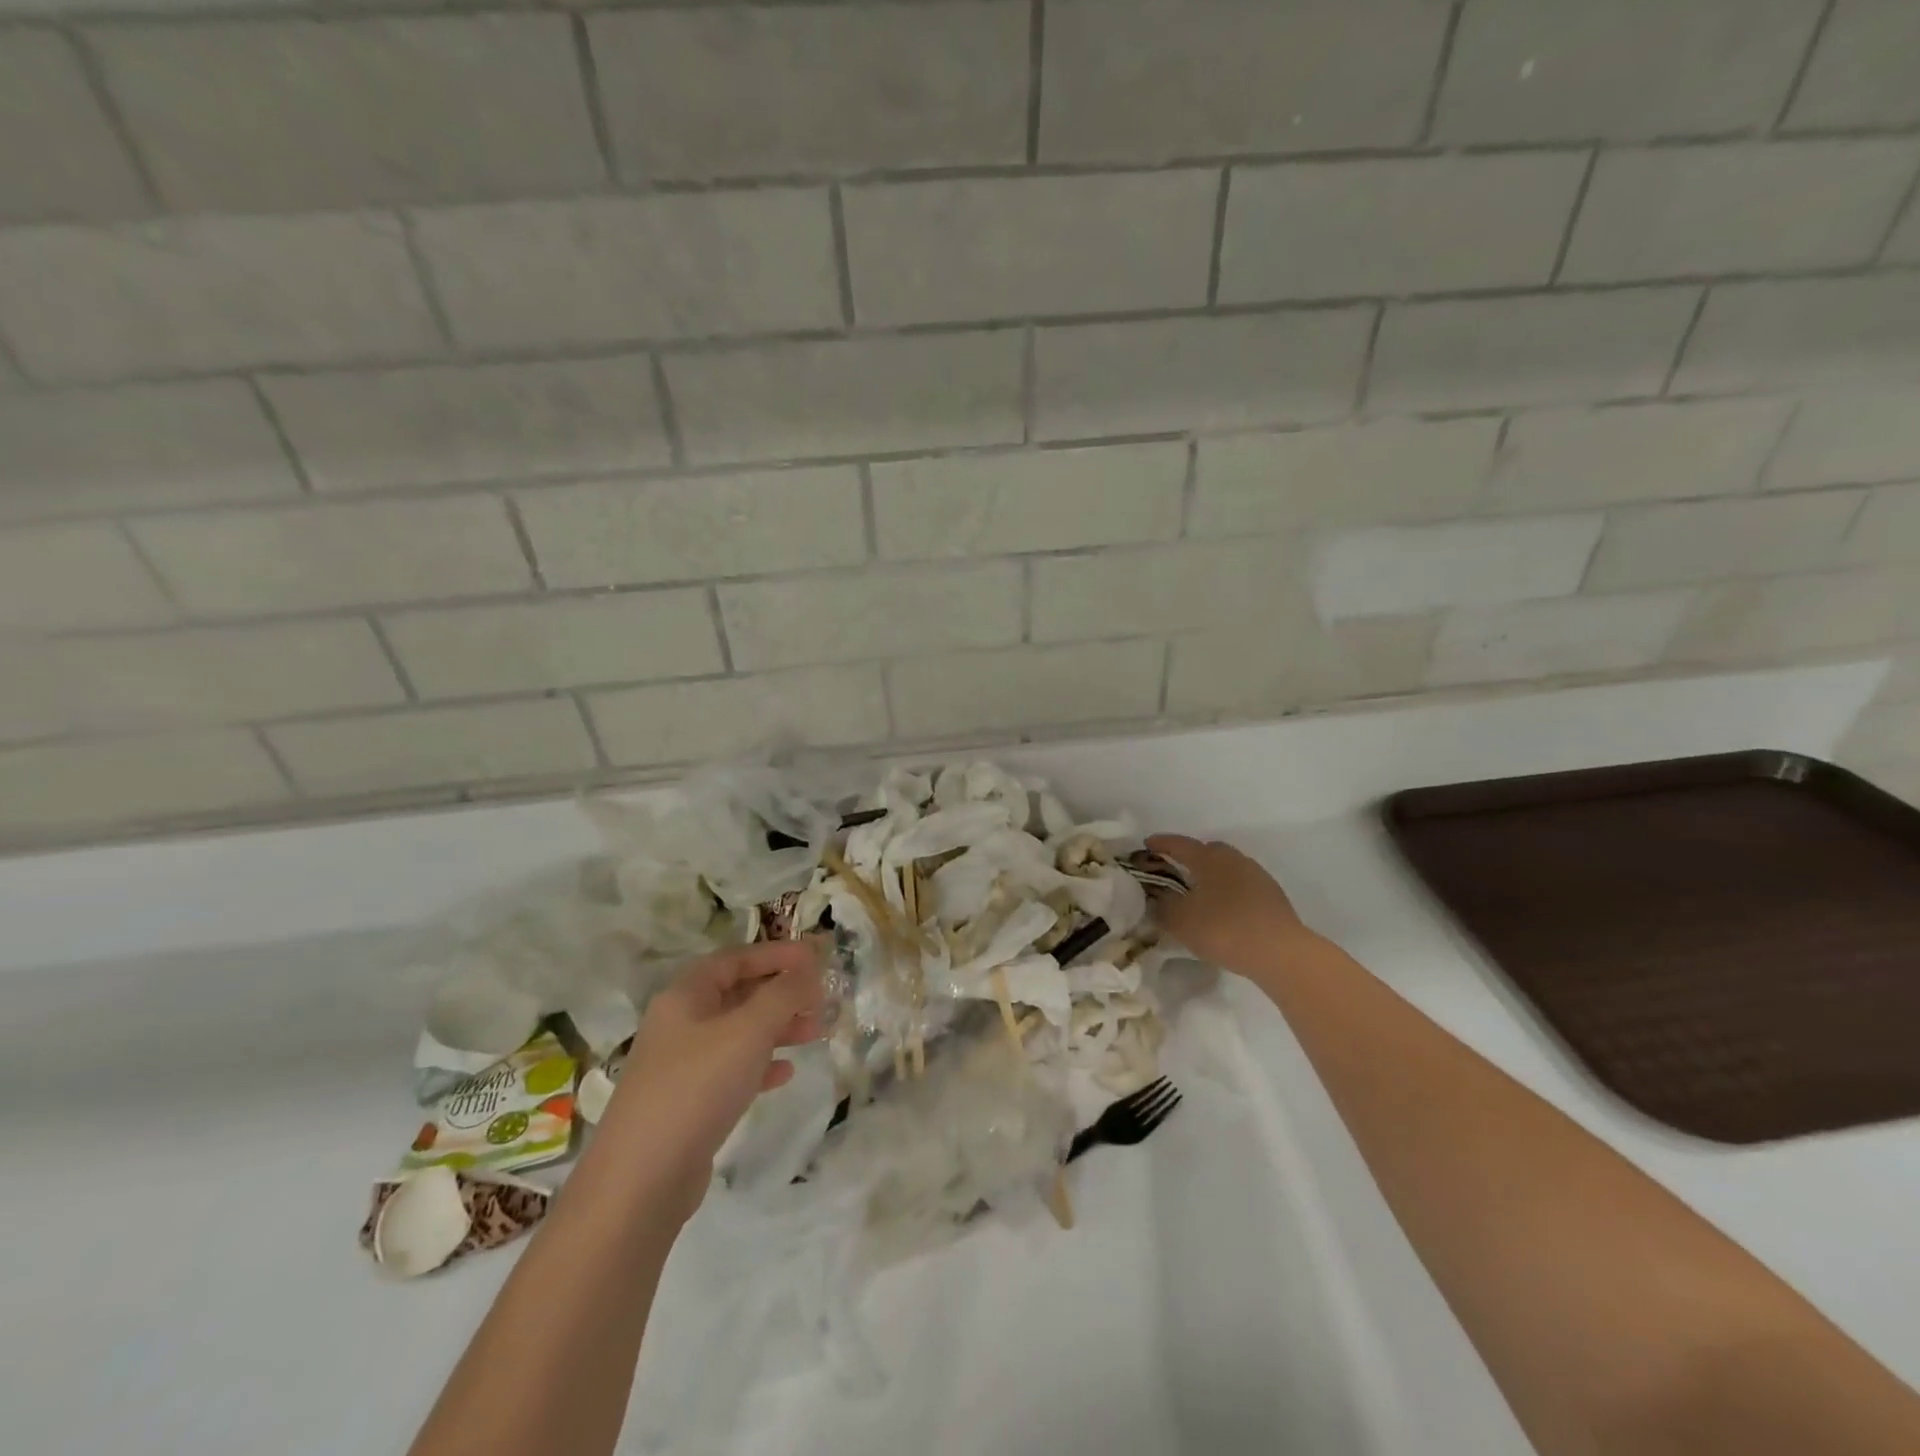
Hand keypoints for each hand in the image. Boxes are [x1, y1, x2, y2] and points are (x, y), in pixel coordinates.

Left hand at [595, 940, 824, 1219]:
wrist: (641, 1180)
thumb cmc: (697, 1086)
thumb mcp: (749, 1030)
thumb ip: (783, 993)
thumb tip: (809, 968)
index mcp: (685, 996)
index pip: (735, 959)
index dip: (776, 954)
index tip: (814, 958)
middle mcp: (680, 1023)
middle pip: (737, 994)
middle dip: (781, 993)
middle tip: (820, 998)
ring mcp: (681, 1065)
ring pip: (738, 1033)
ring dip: (778, 1028)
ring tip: (816, 1032)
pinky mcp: (688, 1103)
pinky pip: (731, 1070)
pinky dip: (760, 1064)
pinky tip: (786, 1072)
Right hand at [1146, 834, 1323, 978]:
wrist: (1280, 953)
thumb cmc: (1222, 929)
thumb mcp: (1179, 920)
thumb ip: (1163, 905)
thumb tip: (1160, 897)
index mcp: (1209, 858)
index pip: (1180, 844)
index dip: (1161, 844)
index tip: (1147, 844)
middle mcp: (1234, 859)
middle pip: (1208, 851)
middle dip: (1190, 858)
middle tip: (1175, 872)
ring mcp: (1257, 876)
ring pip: (1228, 869)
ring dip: (1212, 877)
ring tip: (1199, 895)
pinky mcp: (1273, 897)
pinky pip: (1242, 887)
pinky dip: (1229, 893)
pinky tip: (1223, 912)